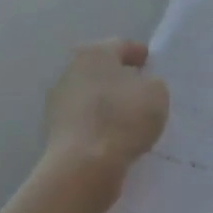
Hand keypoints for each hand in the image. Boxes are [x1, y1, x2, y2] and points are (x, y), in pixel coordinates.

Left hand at [43, 39, 169, 177]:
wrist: (83, 166)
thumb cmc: (123, 118)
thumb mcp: (157, 93)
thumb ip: (152, 83)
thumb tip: (141, 87)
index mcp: (95, 53)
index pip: (122, 46)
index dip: (139, 54)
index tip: (151, 66)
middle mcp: (71, 70)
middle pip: (102, 70)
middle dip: (120, 79)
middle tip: (142, 92)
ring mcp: (59, 102)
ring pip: (92, 97)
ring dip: (108, 104)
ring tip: (130, 120)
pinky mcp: (55, 131)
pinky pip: (85, 122)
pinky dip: (98, 126)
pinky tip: (114, 138)